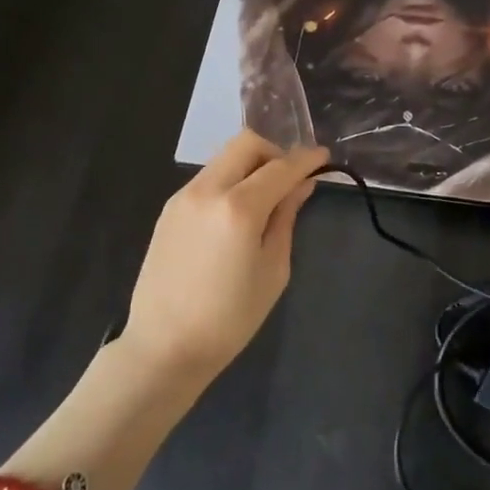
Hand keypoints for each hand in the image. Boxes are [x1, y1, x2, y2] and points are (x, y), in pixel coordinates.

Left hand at [122, 131, 327, 379]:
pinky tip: (237, 214)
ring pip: (224, 157)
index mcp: (239, 208)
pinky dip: (230, 181)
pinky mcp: (169, 210)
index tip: (324, 157)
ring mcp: (183, 197)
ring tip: (265, 198)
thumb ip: (286, 218)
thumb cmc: (230, 318)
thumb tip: (301, 186)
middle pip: (246, 143)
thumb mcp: (273, 270)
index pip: (281, 167)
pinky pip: (207, 178)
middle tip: (290, 179)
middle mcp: (207, 190)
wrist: (165, 346)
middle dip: (275, 152)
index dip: (306, 159)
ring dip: (250, 165)